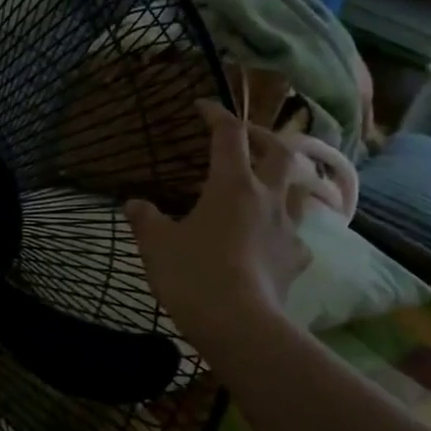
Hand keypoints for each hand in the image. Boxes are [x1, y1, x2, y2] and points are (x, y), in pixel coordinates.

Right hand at [125, 100, 312, 354]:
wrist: (239, 324)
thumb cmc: (193, 274)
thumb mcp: (155, 245)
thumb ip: (145, 219)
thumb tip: (134, 203)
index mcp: (231, 184)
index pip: (228, 135)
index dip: (215, 114)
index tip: (202, 106)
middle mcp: (266, 198)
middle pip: (280, 152)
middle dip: (263, 137)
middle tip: (246, 138)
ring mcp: (287, 229)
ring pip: (297, 191)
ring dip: (284, 181)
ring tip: (267, 186)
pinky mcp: (295, 260)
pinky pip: (296, 236)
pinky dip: (284, 231)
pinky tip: (272, 242)